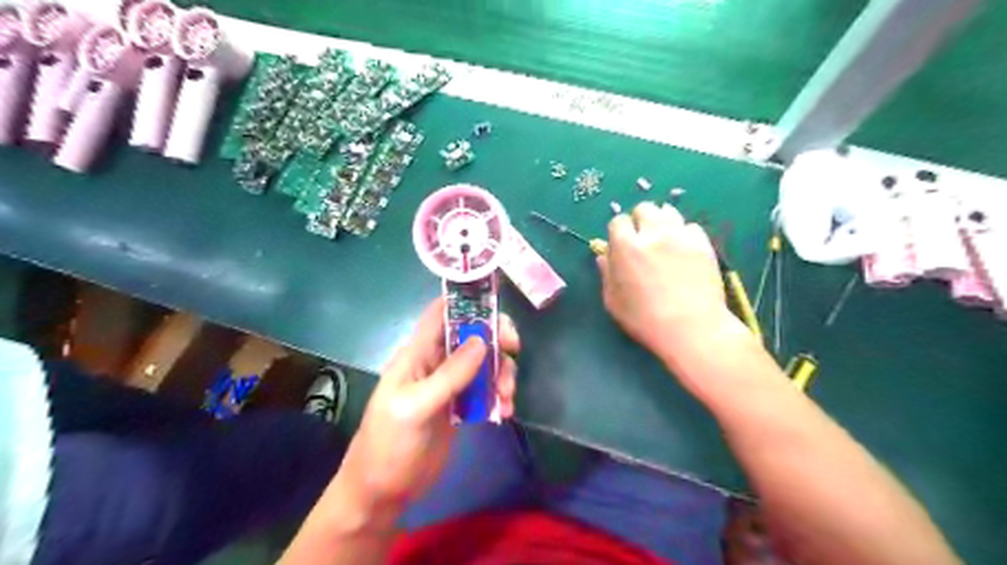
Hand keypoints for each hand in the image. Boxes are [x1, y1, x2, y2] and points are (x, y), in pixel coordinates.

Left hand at [338, 298, 517, 513]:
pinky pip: (486, 389)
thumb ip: (449, 375)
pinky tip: (505, 411)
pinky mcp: (460, 406)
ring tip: (507, 397)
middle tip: (515, 349)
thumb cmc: (389, 444)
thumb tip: (481, 340)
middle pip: (471, 334)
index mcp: (417, 354)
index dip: (466, 300)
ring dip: (501, 372)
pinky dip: (500, 395)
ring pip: (484, 362)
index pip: (440, 313)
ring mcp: (449, 384)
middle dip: (495, 337)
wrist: (383, 491)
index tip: (497, 303)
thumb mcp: (415, 408)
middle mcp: (435, 362)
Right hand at [597, 200, 737, 361]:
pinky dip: (685, 234)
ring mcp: (680, 236)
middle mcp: (652, 233)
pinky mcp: (703, 243)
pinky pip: (691, 226)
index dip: (619, 232)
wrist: (690, 328)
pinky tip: (684, 250)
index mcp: (626, 246)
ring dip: (663, 222)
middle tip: (643, 239)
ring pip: (669, 212)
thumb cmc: (644, 319)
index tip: (622, 245)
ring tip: (664, 240)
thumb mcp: (613, 301)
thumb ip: (606, 274)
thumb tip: (603, 256)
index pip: (618, 221)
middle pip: (644, 208)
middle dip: (640, 220)